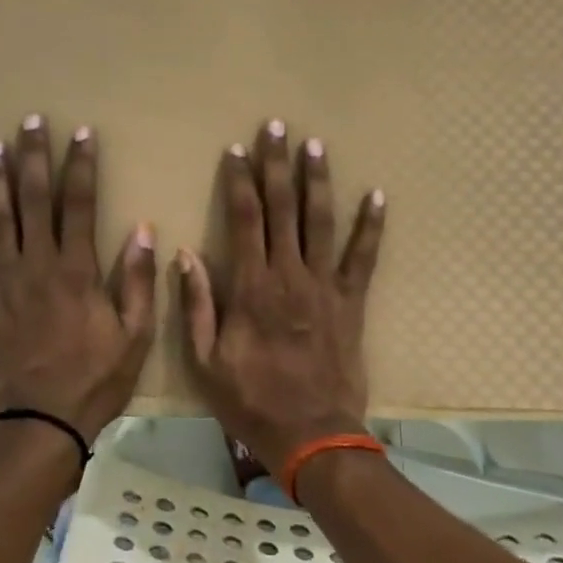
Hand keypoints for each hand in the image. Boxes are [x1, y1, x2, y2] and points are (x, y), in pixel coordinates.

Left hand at [0, 116, 156, 443]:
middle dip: (33, 157)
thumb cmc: (95, 377)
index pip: (80, 204)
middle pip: (33, 200)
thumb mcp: (136, 334)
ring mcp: (3, 283)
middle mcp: (37, 265)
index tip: (81, 132)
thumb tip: (143, 230)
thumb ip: (139, 281)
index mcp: (77, 270)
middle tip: (29, 121)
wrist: (43, 422)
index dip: (81, 165)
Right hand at [175, 119, 386, 476]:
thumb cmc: (252, 400)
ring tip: (315, 145)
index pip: (243, 218)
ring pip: (320, 221)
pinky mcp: (352, 301)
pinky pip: (364, 257)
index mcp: (252, 286)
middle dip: (277, 165)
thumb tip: (186, 254)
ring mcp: (325, 285)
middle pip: (282, 208)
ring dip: (317, 181)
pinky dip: (371, 226)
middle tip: (277, 127)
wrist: (313, 435)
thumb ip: (197, 305)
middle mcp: (289, 274)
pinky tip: (377, 196)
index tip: (236, 149)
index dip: (239, 180)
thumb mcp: (205, 361)